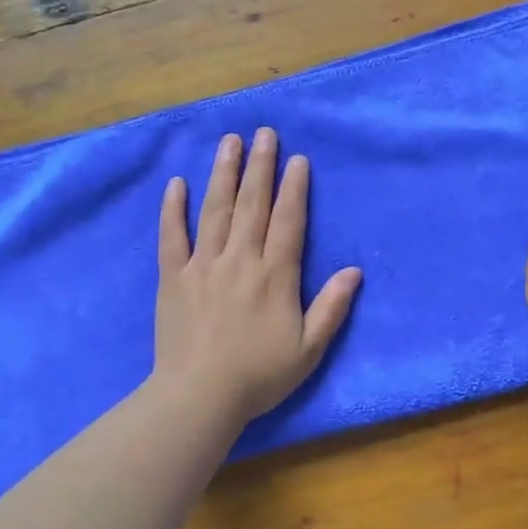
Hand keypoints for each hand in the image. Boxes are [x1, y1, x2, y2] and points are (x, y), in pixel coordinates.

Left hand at [153, 129, 361, 428]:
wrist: (199, 396)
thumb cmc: (259, 376)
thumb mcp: (309, 349)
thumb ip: (331, 307)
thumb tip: (355, 272)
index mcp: (275, 276)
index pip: (288, 221)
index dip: (294, 188)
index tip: (296, 158)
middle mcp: (240, 260)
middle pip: (252, 204)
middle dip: (260, 166)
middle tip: (264, 132)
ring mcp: (203, 266)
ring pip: (214, 210)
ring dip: (223, 174)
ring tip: (229, 142)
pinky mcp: (173, 278)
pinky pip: (172, 236)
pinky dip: (173, 209)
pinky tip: (177, 184)